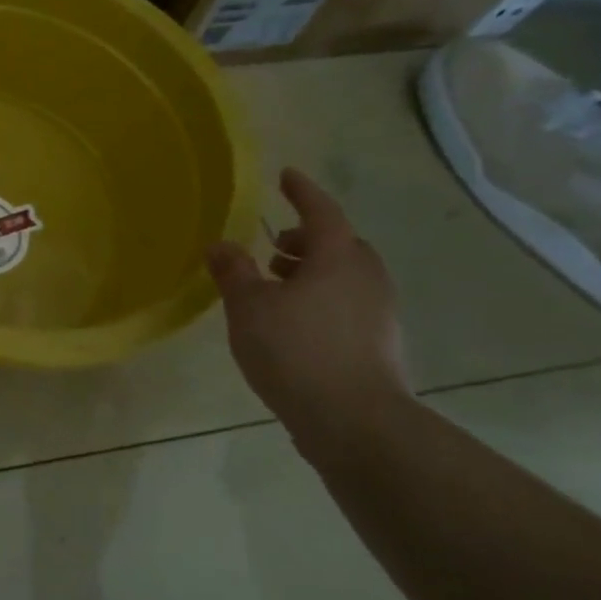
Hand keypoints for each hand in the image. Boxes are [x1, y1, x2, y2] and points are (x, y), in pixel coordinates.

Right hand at [206, 168, 407, 439]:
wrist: (356, 424)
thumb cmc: (297, 351)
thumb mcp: (249, 307)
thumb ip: (233, 271)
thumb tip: (220, 245)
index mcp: (338, 258)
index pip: (321, 211)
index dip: (302, 192)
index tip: (286, 176)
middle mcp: (366, 278)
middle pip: (340, 244)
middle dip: (308, 239)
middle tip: (274, 247)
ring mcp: (379, 314)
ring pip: (346, 277)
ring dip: (314, 272)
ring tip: (278, 286)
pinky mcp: (380, 345)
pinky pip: (349, 305)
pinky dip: (323, 300)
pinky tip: (295, 323)